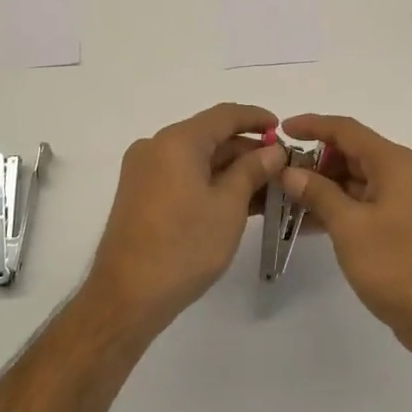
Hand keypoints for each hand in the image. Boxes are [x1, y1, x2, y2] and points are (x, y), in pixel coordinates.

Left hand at [85, 102, 286, 340]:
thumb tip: (272, 151)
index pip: (225, 115)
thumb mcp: (228, 206)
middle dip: (248, 150)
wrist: (127, 296)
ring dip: (232, 170)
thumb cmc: (184, 246)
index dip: (257, 118)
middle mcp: (156, 147)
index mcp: (177, 141)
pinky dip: (211, 184)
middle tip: (283, 168)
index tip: (284, 130)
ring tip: (269, 188)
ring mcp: (145, 172)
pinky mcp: (141, 195)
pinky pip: (183, 177)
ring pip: (198, 159)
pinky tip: (240, 201)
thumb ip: (252, 170)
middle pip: (210, 137)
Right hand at [278, 114, 411, 359]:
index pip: (347, 130)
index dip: (313, 125)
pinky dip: (339, 207)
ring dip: (324, 187)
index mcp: (394, 163)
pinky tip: (308, 224)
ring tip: (285, 200)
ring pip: (356, 180)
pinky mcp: (403, 224)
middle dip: (315, 161)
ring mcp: (405, 200)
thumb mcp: (349, 226)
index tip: (281, 130)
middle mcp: (403, 173)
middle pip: (352, 153)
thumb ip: (318, 193)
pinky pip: (364, 203)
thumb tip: (290, 171)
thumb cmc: (395, 264)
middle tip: (279, 175)